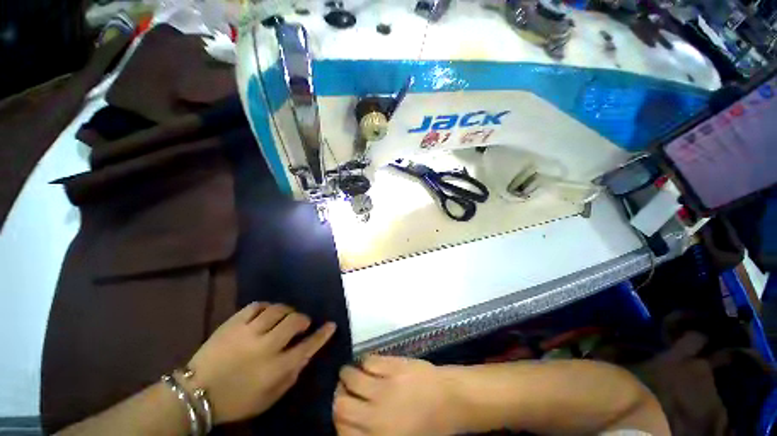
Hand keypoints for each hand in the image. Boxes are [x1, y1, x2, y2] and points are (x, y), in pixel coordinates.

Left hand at [182, 302, 335, 423]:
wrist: (195, 394)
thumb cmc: (236, 400)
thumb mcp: (269, 398)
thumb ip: (291, 376)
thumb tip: (306, 354)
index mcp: (275, 368)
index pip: (308, 346)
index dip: (322, 334)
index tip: (331, 325)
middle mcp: (265, 346)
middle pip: (294, 321)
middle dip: (303, 319)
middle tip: (302, 324)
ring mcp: (248, 331)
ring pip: (277, 310)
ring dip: (286, 311)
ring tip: (284, 317)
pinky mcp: (233, 323)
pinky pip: (256, 306)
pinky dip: (266, 307)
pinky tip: (266, 313)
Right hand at [333, 356, 458, 435]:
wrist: (450, 399)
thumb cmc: (426, 426)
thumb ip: (371, 434)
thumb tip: (350, 422)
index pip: (342, 430)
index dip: (338, 419)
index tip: (342, 410)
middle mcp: (376, 415)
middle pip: (341, 404)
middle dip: (339, 396)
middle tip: (343, 390)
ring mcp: (385, 387)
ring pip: (351, 377)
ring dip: (347, 375)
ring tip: (350, 373)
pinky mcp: (394, 365)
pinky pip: (369, 360)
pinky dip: (364, 362)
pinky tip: (368, 364)